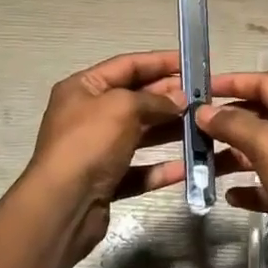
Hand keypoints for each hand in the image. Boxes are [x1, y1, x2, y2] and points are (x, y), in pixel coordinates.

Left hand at [23, 51, 191, 259]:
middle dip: (169, 96)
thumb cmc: (89, 143)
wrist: (63, 205)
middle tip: (204, 97)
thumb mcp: (123, 108)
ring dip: (170, 130)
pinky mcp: (105, 181)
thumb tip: (179, 99)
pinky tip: (188, 167)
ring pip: (140, 135)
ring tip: (203, 127)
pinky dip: (161, 168)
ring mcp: (96, 150)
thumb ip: (154, 99)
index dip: (160, 61)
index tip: (192, 62)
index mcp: (82, 88)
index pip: (127, 65)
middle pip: (135, 99)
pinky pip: (139, 170)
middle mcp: (87, 115)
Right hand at [197, 71, 267, 267]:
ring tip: (201, 163)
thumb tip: (204, 111)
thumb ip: (234, 124)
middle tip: (193, 128)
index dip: (234, 81)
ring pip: (258, 153)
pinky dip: (247, 189)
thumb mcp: (267, 143)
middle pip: (259, 117)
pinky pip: (265, 186)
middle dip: (227, 121)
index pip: (265, 84)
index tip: (202, 88)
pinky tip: (229, 196)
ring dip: (231, 156)